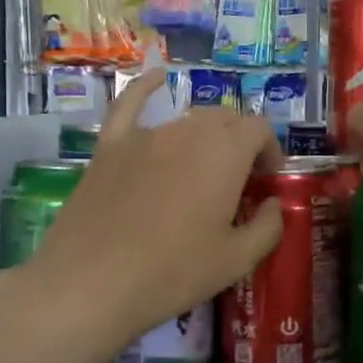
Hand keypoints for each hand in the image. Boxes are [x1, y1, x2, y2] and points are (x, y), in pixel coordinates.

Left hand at [16, 72, 283, 362]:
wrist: (90, 285)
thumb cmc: (172, 273)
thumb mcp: (236, 260)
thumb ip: (268, 226)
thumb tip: (273, 205)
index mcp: (226, 153)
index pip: (260, 129)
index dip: (270, 151)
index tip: (266, 182)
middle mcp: (189, 131)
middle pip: (226, 119)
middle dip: (241, 142)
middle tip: (238, 182)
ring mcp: (146, 135)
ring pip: (188, 118)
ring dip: (206, 135)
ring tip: (204, 169)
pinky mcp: (110, 146)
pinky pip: (130, 103)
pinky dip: (147, 87)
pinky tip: (158, 77)